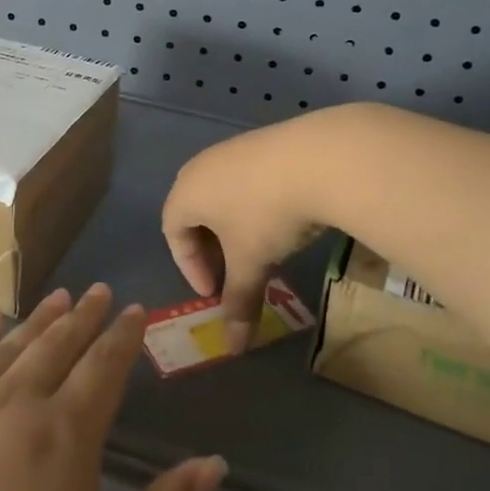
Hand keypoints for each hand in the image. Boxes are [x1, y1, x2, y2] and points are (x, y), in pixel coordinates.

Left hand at [0, 286, 225, 490]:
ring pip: (9, 347)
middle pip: (58, 345)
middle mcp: (15, 403)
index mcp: (65, 435)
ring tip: (59, 298)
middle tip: (99, 292)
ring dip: (38, 320)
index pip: (105, 366)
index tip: (136, 310)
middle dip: (85, 317)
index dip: (124, 335)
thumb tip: (215, 463)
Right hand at [162, 116, 332, 352]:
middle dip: (209, 248)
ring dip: (232, 226)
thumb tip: (233, 349)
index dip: (189, 267)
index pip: (172, 232)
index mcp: (186, 192)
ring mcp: (232, 149)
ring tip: (258, 250)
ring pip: (221, 194)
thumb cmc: (266, 214)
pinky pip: (244, 179)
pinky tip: (280, 218)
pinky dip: (252, 204)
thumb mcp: (251, 263)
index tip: (215, 292)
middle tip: (231, 274)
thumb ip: (239, 303)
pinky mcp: (261, 141)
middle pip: (194, 211)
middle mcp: (201, 166)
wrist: (317, 158)